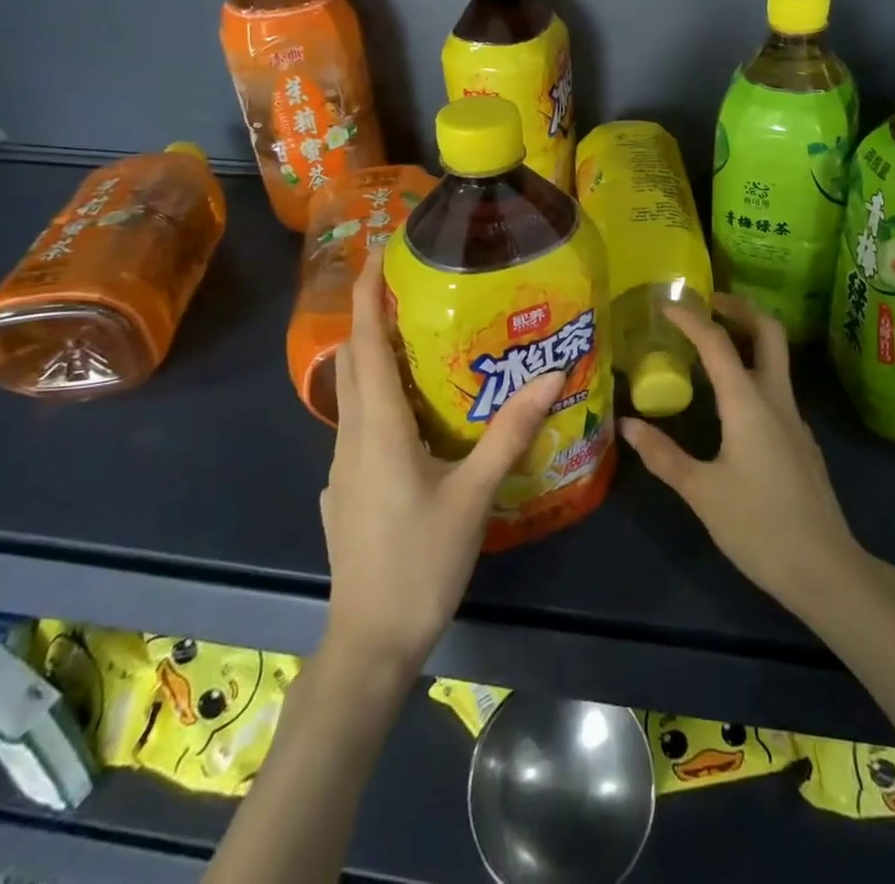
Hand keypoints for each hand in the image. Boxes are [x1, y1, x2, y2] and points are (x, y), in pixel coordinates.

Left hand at [319, 246, 565, 670]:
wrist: (370, 641)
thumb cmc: (422, 562)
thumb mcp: (475, 494)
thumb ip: (512, 431)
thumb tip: (552, 374)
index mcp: (378, 428)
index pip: (365, 344)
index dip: (368, 294)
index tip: (379, 252)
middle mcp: (351, 437)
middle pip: (354, 361)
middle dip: (373, 316)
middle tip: (411, 285)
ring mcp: (342, 466)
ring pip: (354, 394)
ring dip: (377, 356)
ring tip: (419, 337)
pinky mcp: (345, 489)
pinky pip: (360, 425)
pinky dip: (380, 397)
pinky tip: (414, 413)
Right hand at [621, 294, 874, 620]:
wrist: (825, 568)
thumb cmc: (758, 527)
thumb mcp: (701, 492)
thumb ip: (662, 454)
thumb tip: (626, 425)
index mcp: (748, 403)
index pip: (718, 343)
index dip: (691, 318)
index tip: (666, 304)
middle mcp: (777, 399)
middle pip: (769, 332)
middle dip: (740, 308)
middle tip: (708, 303)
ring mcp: (795, 419)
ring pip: (777, 359)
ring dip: (748, 339)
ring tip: (711, 345)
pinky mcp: (801, 440)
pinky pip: (777, 388)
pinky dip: (753, 372)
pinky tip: (731, 401)